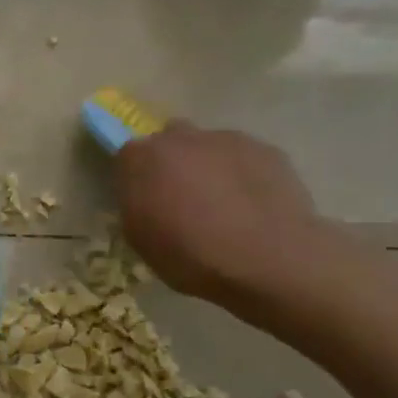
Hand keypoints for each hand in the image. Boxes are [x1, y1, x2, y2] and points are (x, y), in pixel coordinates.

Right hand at [113, 122, 349, 309]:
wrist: (269, 260)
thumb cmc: (191, 255)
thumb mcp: (139, 239)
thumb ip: (135, 205)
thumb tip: (145, 197)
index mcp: (144, 158)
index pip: (128, 155)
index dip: (134, 177)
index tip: (143, 200)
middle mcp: (183, 138)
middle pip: (169, 139)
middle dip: (171, 162)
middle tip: (179, 197)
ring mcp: (229, 140)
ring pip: (209, 147)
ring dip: (208, 167)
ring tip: (222, 205)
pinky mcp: (268, 151)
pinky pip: (245, 158)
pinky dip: (242, 175)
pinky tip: (251, 206)